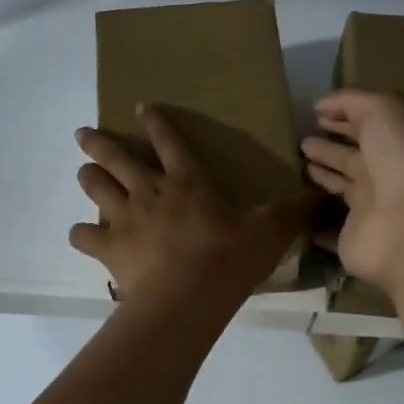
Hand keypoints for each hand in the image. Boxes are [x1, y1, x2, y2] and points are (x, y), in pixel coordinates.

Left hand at [69, 107, 308, 308]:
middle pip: (117, 157)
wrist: (188, 296)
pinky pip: (85, 235)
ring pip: (96, 187)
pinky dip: (81, 234)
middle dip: (99, 143)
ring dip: (88, 177)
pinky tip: (82, 235)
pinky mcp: (109, 247)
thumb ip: (292, 211)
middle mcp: (150, 191)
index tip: (141, 107)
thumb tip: (321, 193)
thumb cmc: (230, 258)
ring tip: (83, 172)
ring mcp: (125, 217)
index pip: (170, 141)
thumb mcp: (270, 231)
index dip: (157, 122)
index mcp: (188, 181)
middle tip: (83, 134)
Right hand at [301, 90, 403, 298]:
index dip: (343, 117)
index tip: (314, 114)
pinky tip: (295, 212)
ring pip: (342, 189)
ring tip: (296, 166)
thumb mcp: (384, 111)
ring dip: (323, 177)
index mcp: (397, 143)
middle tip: (301, 142)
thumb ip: (353, 102)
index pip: (368, 126)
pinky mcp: (351, 239)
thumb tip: (320, 105)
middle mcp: (386, 175)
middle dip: (329, 148)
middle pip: (353, 158)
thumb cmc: (402, 158)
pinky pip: (328, 230)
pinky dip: (314, 223)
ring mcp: (370, 210)